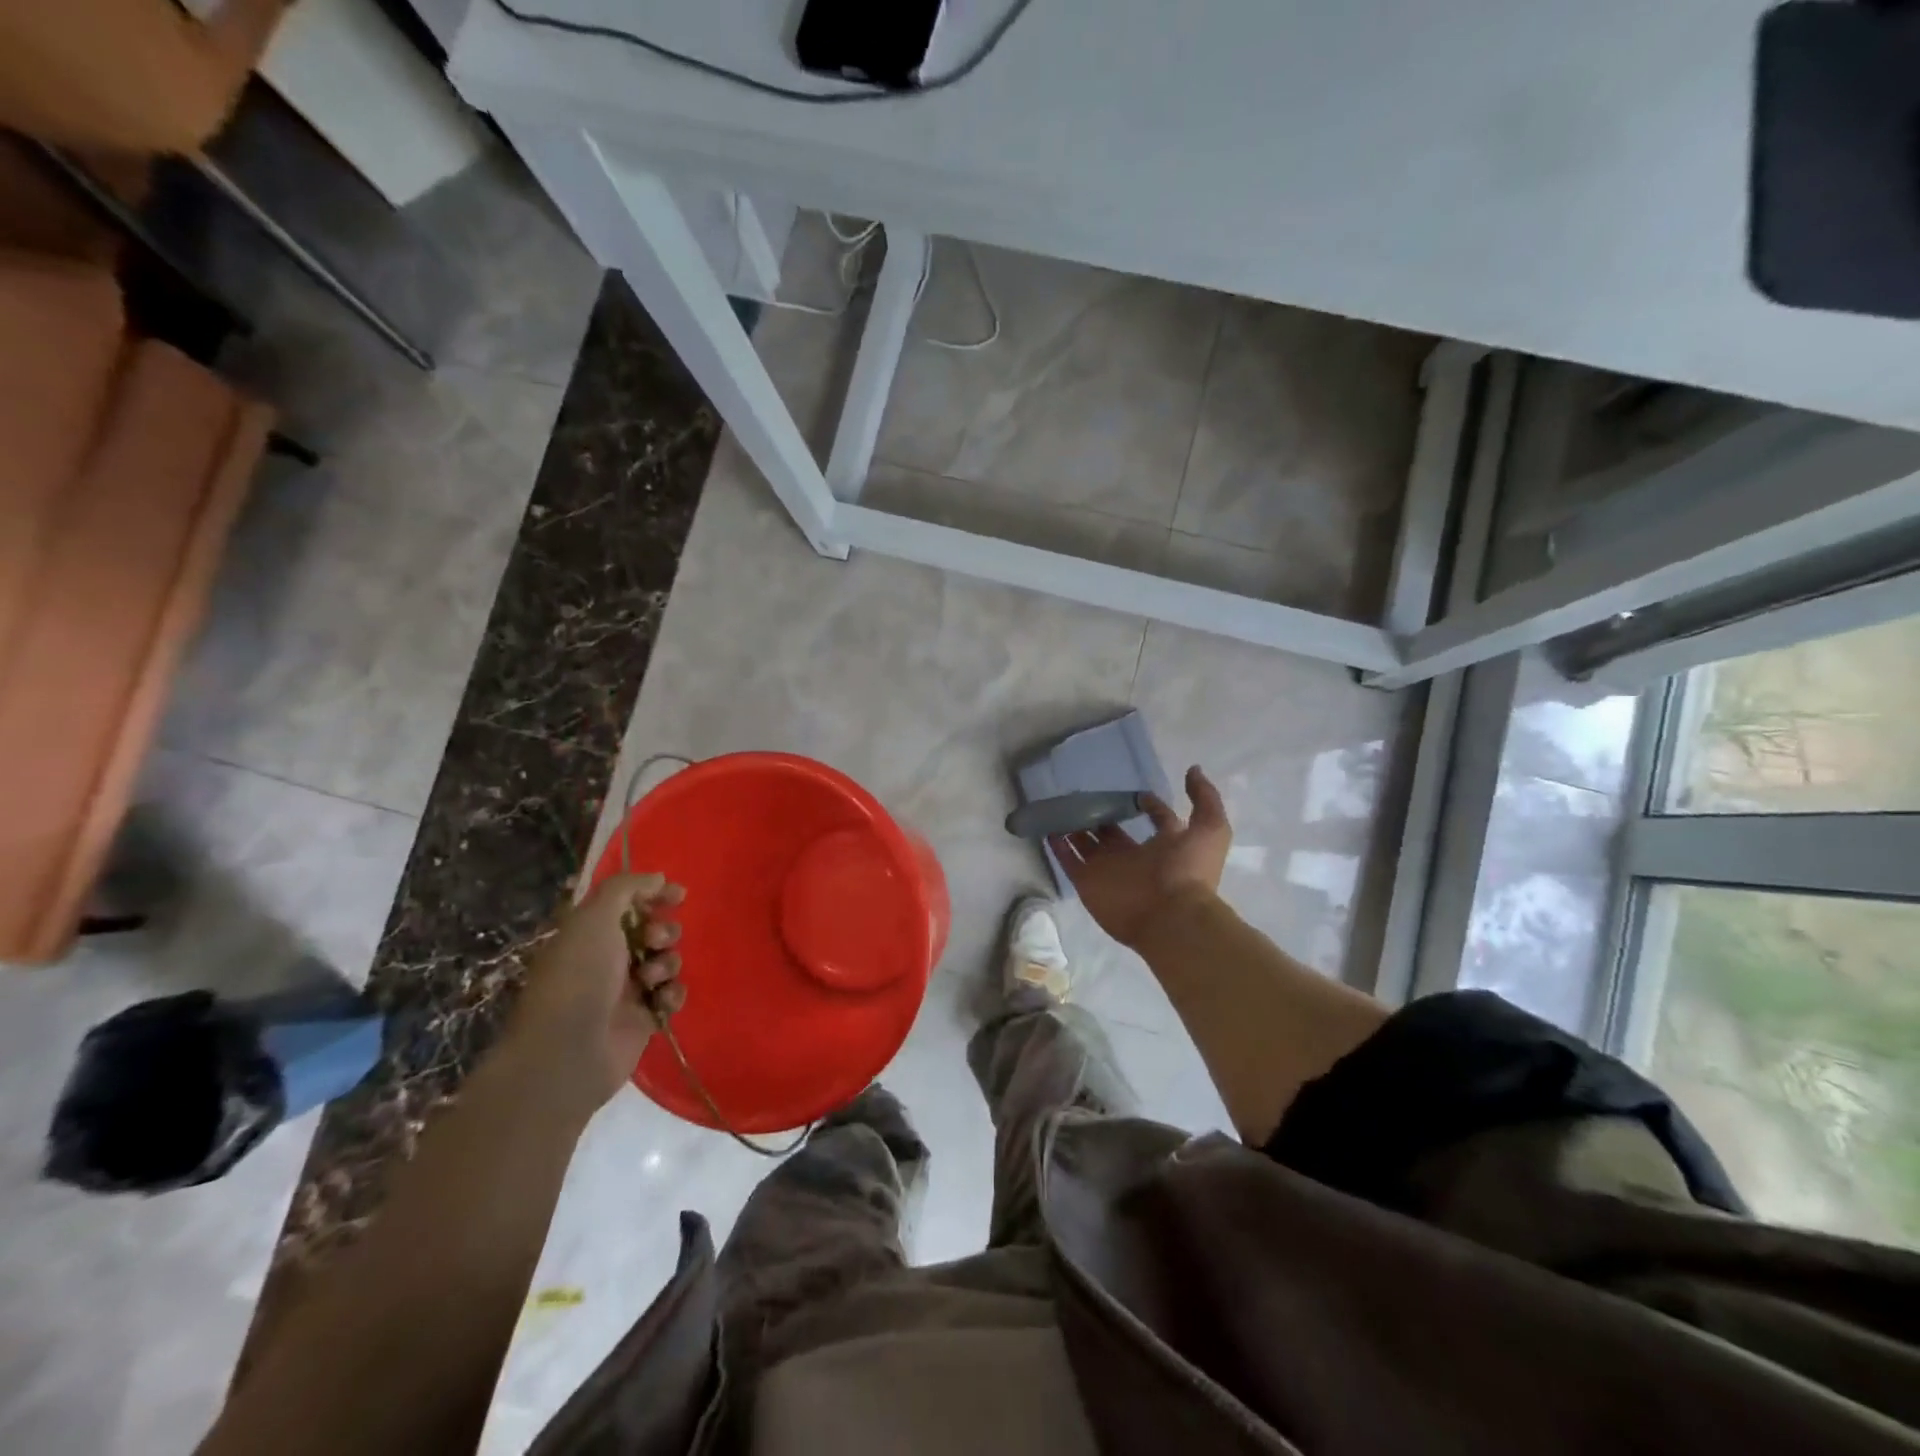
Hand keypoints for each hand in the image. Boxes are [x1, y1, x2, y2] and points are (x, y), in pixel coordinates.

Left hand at [510, 873, 686, 1108]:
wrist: (569, 1052)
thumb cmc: (579, 976)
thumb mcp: (595, 918)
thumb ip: (626, 888)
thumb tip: (658, 877)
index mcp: (589, 933)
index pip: (628, 903)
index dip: (654, 894)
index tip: (678, 895)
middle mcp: (607, 958)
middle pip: (653, 931)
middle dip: (664, 932)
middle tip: (655, 941)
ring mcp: (626, 990)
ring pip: (666, 962)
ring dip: (668, 963)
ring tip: (652, 979)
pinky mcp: (643, 1019)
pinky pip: (671, 995)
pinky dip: (672, 994)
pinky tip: (662, 1001)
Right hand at [1050, 766, 1230, 949]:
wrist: (1170, 916)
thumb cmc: (1188, 872)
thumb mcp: (1210, 829)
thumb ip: (1205, 798)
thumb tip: (1193, 770)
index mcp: (1164, 845)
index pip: (1155, 820)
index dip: (1148, 805)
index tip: (1135, 792)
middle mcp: (1133, 856)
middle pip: (1112, 830)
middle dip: (1099, 813)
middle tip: (1083, 793)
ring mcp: (1107, 869)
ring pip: (1086, 842)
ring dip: (1073, 825)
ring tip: (1059, 804)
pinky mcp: (1087, 881)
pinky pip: (1068, 860)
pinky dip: (1057, 845)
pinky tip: (1047, 826)